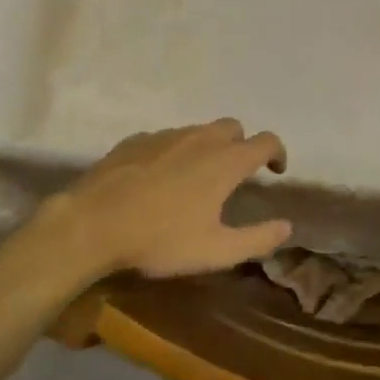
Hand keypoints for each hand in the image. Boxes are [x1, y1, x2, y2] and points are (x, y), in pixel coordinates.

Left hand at [26, 119, 290, 283]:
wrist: (92, 224)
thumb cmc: (160, 238)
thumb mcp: (215, 251)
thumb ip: (257, 239)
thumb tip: (287, 226)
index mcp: (226, 161)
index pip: (266, 141)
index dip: (277, 153)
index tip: (276, 171)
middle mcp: (201, 138)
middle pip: (233, 128)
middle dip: (241, 145)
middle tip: (234, 175)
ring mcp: (165, 135)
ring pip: (198, 131)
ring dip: (207, 148)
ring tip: (195, 179)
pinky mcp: (135, 140)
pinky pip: (165, 139)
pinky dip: (173, 152)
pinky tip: (159, 178)